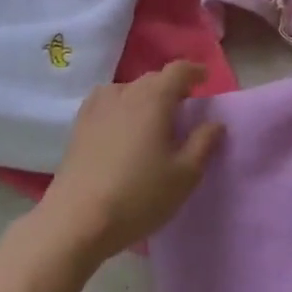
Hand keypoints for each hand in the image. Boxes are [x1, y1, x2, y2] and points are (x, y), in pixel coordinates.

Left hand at [38, 61, 223, 265]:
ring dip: (145, 96)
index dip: (194, 71)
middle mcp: (124, 93)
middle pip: (152, 79)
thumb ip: (203, 143)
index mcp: (154, 99)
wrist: (77, 221)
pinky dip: (122, 106)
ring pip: (128, 90)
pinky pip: (106, 103)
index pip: (177, 70)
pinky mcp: (78, 126)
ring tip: (153, 118)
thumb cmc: (139, 196)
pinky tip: (122, 127)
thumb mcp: (185, 174)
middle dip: (171, 87)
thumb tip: (214, 123)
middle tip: (184, 106)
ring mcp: (96, 108)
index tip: (204, 79)